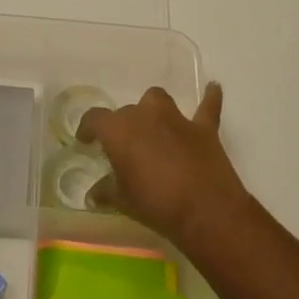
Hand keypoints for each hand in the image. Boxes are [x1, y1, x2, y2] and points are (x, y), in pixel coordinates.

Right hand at [77, 83, 250, 246]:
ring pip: (158, 99)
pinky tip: (212, 88)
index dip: (87, 128)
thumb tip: (93, 195)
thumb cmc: (155, 203)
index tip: (86, 141)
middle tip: (124, 150)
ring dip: (153, 110)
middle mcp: (145, 115)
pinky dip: (209, 97)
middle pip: (127, 112)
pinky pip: (207, 106)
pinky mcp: (204, 128)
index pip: (94, 118)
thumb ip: (106, 192)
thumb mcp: (123, 201)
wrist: (205, 210)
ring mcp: (177, 119)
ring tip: (153, 124)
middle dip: (123, 127)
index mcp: (119, 130)